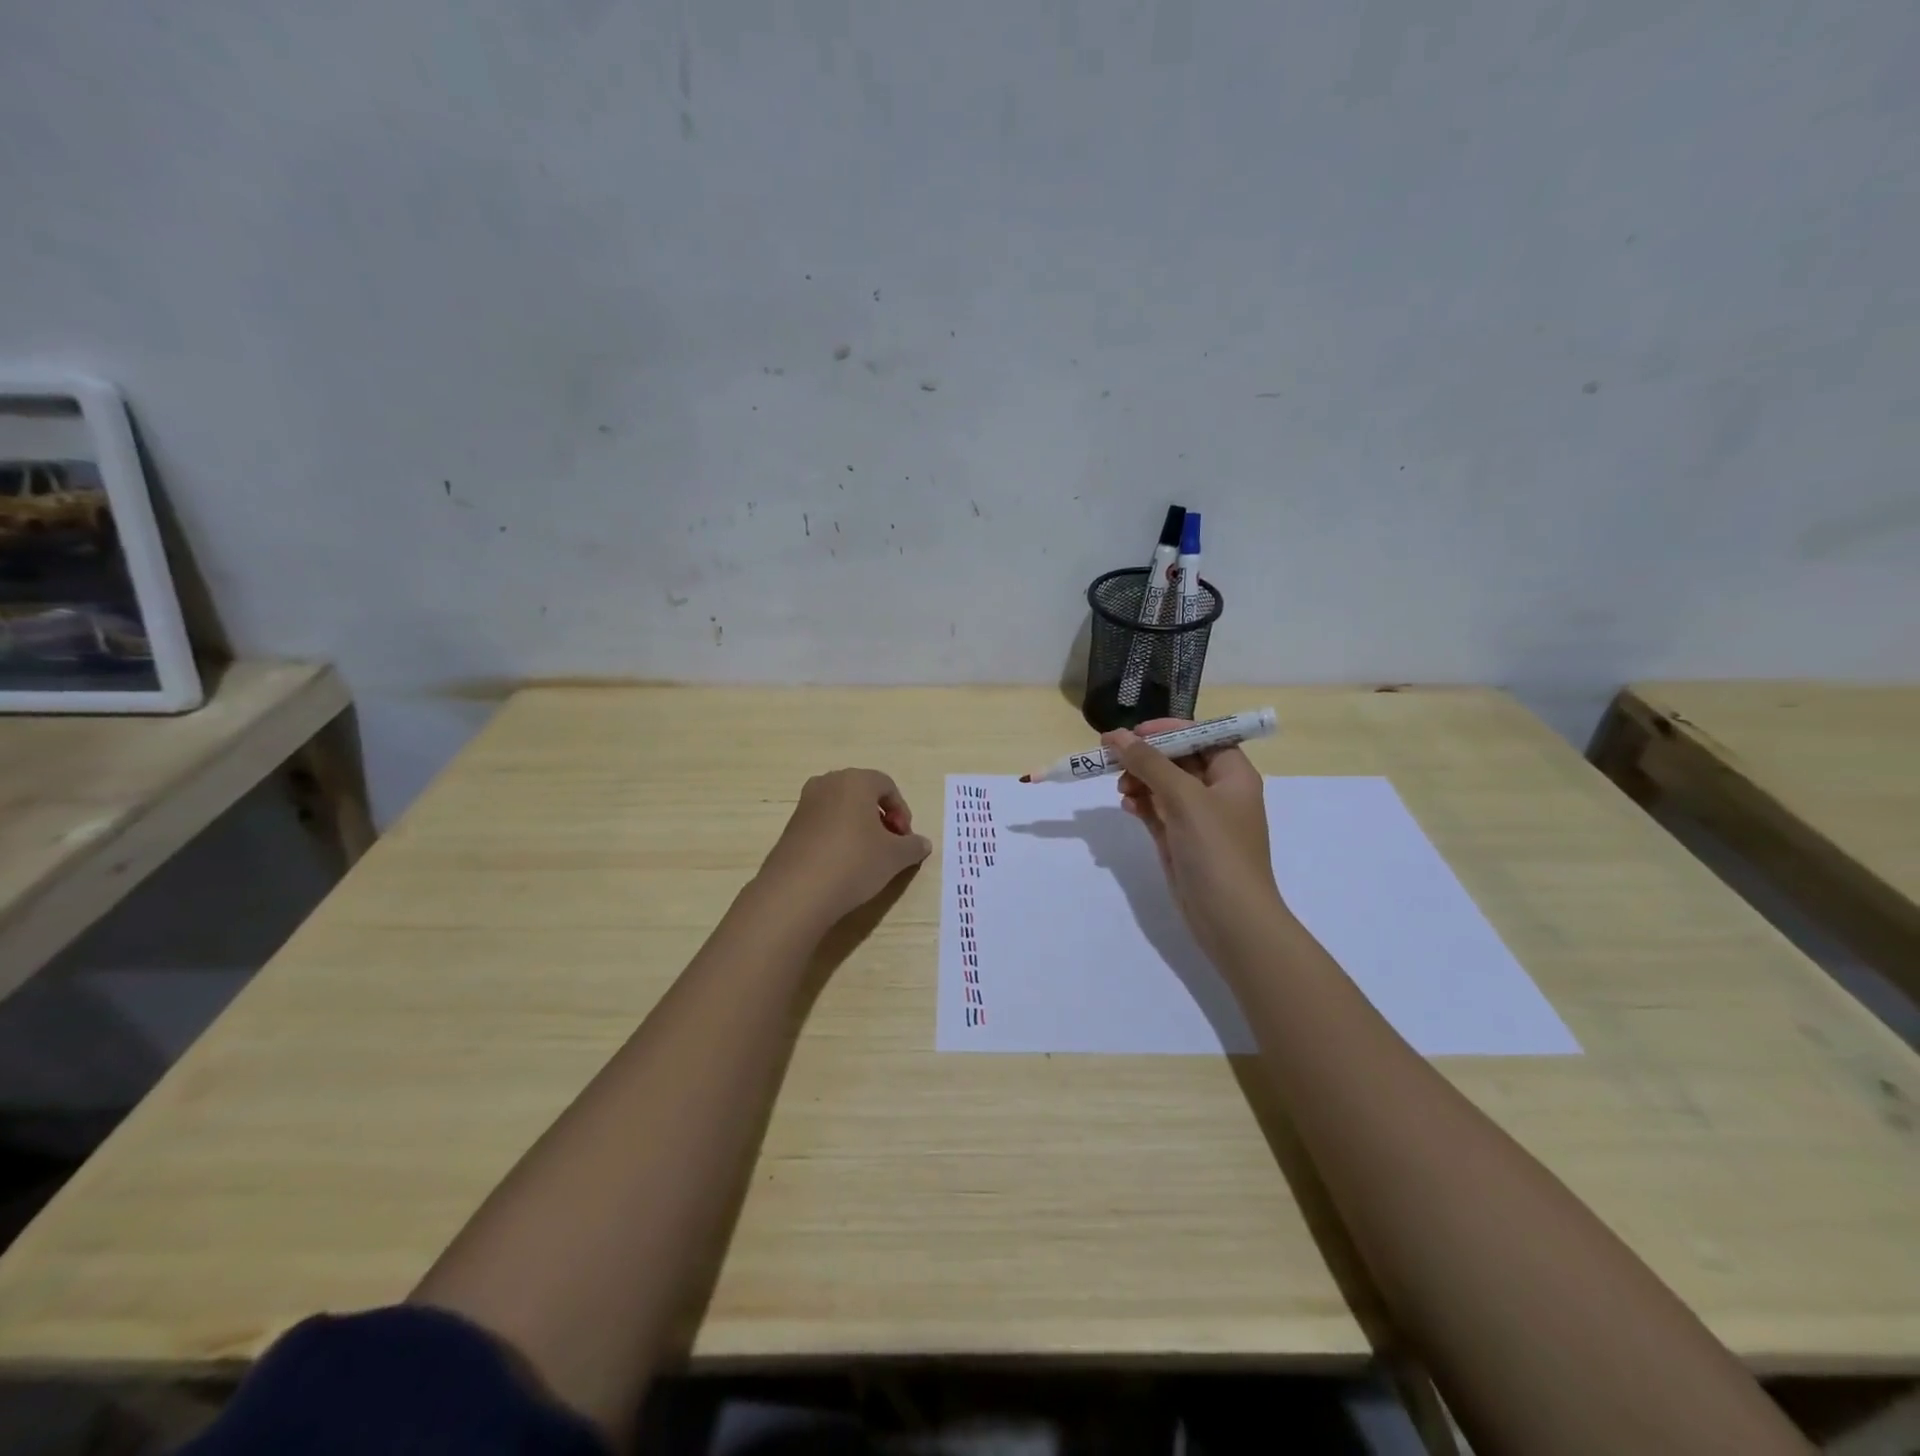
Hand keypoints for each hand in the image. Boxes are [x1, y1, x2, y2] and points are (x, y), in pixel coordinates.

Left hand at [754, 769, 931, 930]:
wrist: (797, 892)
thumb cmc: (855, 862)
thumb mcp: (895, 857)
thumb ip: (913, 846)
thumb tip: (922, 843)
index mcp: (855, 781)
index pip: (887, 786)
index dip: (902, 812)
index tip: (905, 839)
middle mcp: (827, 783)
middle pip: (863, 794)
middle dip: (880, 817)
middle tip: (889, 845)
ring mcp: (805, 804)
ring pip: (841, 809)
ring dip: (859, 827)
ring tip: (867, 857)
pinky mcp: (790, 827)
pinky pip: (823, 824)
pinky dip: (837, 837)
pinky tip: (842, 865)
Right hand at [1109, 720, 1285, 964]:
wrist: (1230, 918)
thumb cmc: (1216, 849)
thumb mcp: (1184, 798)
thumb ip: (1149, 763)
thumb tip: (1115, 736)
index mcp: (1233, 774)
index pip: (1202, 735)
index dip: (1168, 730)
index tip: (1134, 733)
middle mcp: (1218, 792)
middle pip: (1178, 759)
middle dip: (1147, 757)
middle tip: (1114, 760)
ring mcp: (1198, 818)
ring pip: (1163, 785)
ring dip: (1140, 781)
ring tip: (1121, 790)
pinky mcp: (1181, 840)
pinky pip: (1157, 811)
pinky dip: (1141, 805)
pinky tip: (1127, 807)